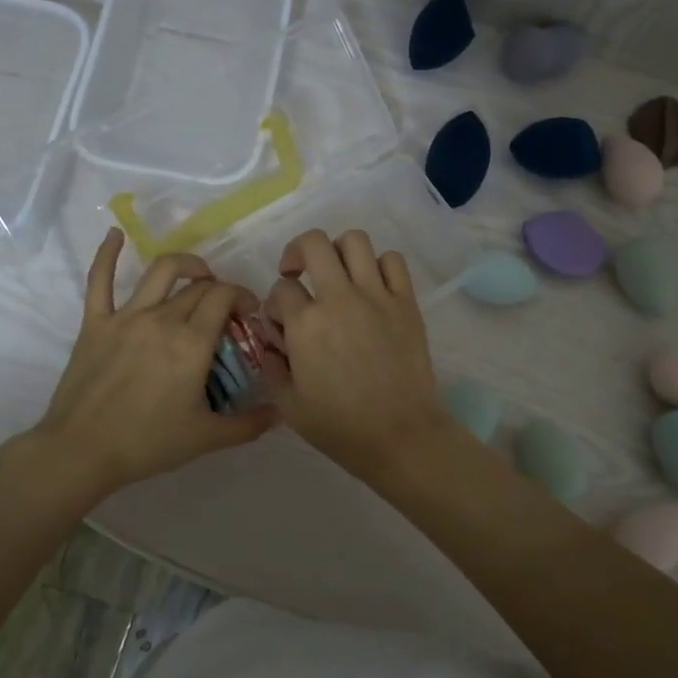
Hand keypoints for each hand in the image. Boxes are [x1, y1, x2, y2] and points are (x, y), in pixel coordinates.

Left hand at [23, 229, 276, 500]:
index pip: (224, 297)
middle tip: (226, 311)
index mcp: (191, 343)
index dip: (242, 296)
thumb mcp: (206, 438)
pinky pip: (99, 280)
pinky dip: (107, 253)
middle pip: (198, 288)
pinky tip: (114, 234)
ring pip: (160, 272)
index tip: (250, 312)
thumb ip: (248, 424)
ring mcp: (125, 317)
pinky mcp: (95, 323)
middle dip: (219, 291)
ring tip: (197, 272)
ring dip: (185, 265)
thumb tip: (280, 413)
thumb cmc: (147, 443)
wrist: (82, 451)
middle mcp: (162, 319)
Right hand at [260, 229, 452, 480]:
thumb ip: (272, 369)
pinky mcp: (406, 303)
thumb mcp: (289, 406)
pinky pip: (393, 261)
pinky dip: (379, 265)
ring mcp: (377, 296)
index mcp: (305, 324)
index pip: (280, 289)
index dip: (274, 303)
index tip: (280, 322)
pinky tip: (372, 286)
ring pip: (355, 241)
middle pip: (314, 244)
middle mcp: (339, 298)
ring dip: (338, 251)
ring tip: (336, 274)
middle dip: (297, 252)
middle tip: (298, 274)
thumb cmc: (340, 426)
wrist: (400, 435)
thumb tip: (272, 345)